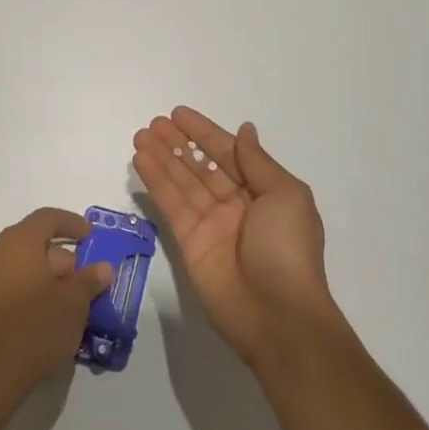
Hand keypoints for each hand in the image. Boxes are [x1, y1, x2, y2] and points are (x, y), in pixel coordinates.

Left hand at [0, 208, 113, 411]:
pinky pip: (8, 284)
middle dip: (61, 257)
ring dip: (44, 276)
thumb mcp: (74, 305)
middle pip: (33, 242)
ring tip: (66, 301)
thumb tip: (102, 267)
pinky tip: (44, 316)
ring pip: (20, 265)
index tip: (91, 236)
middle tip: (83, 279)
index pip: (48, 218)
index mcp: (18, 242)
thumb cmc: (35, 330)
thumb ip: (89, 280)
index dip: (72, 223)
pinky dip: (28, 290)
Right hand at [132, 108, 342, 369]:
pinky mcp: (188, 243)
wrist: (278, 315)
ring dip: (162, 157)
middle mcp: (235, 204)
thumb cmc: (288, 248)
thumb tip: (245, 130)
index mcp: (263, 191)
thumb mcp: (285, 195)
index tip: (179, 114)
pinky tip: (141, 160)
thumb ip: (257, 162)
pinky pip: (170, 205)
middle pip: (201, 165)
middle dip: (178, 143)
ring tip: (141, 134)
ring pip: (182, 181)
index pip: (229, 153)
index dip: (204, 133)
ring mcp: (210, 224)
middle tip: (154, 123)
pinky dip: (156, 181)